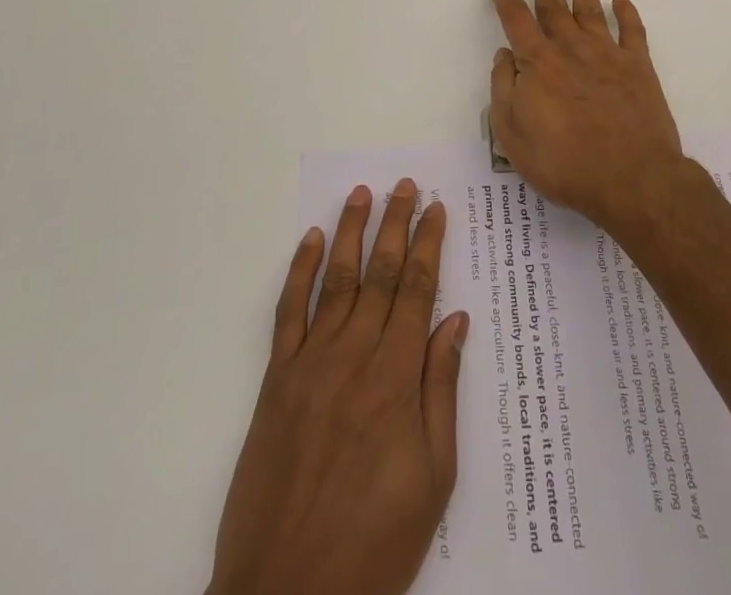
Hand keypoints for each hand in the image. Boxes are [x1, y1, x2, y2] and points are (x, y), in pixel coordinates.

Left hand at [208, 180, 467, 594]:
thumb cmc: (373, 545)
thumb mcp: (432, 480)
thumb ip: (440, 392)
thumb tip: (455, 322)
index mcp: (395, 379)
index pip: (417, 292)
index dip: (428, 246)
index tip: (437, 210)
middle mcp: (353, 356)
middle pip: (380, 274)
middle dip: (396, 225)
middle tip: (406, 185)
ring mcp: (310, 364)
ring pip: (337, 281)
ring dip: (352, 233)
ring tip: (363, 194)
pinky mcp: (276, 381)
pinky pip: (289, 313)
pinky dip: (300, 272)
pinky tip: (312, 241)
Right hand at [488, 0, 686, 230]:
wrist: (631, 179)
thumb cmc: (564, 163)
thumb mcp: (513, 135)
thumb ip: (504, 90)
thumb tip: (505, 56)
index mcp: (538, 63)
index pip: (516, 21)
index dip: (505, 0)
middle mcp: (571, 48)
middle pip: (553, 4)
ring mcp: (607, 53)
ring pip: (591, 7)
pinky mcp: (638, 66)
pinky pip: (632, 31)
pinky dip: (628, 12)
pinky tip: (623, 0)